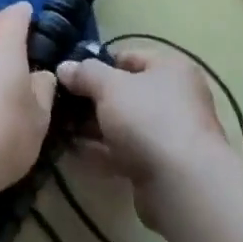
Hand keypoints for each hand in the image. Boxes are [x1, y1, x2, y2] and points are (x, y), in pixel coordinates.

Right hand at [56, 45, 229, 233]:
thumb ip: (85, 74)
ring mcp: (170, 134)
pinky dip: (102, 151)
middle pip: (126, 92)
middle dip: (93, 99)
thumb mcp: (110, 87)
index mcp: (171, 69)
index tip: (71, 75)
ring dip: (95, 127)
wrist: (182, 184)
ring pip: (125, 125)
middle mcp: (176, 98)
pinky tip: (74, 151)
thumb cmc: (148, 118)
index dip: (99, 64)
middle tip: (62, 103)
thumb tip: (64, 67)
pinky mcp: (161, 167)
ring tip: (61, 127)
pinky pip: (126, 152)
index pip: (129, 57)